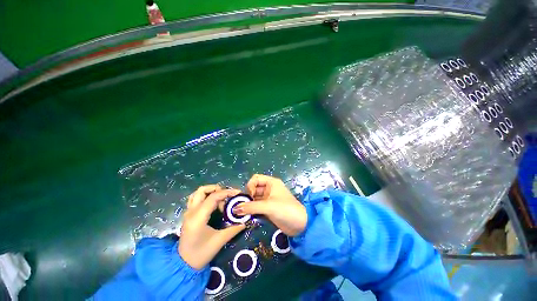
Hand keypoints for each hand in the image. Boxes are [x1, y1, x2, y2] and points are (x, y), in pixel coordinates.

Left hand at [179, 185, 245, 269]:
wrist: (183, 264)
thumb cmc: (201, 254)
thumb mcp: (219, 241)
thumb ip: (233, 229)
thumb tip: (245, 221)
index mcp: (198, 217)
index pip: (213, 197)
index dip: (227, 192)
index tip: (238, 193)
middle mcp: (191, 212)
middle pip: (202, 190)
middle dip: (217, 189)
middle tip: (227, 196)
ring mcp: (188, 212)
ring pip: (197, 193)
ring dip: (210, 191)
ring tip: (221, 198)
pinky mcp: (188, 214)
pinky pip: (195, 198)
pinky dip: (205, 196)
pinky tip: (213, 204)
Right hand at [233, 174, 306, 236]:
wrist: (300, 225)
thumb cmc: (285, 209)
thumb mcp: (268, 206)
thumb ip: (251, 207)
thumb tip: (235, 209)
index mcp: (271, 183)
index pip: (255, 178)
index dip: (250, 186)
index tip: (250, 196)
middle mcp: (269, 189)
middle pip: (253, 188)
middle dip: (247, 196)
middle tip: (242, 207)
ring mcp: (268, 199)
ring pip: (254, 198)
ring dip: (248, 204)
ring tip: (242, 213)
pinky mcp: (268, 208)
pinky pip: (256, 206)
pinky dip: (251, 210)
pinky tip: (247, 216)